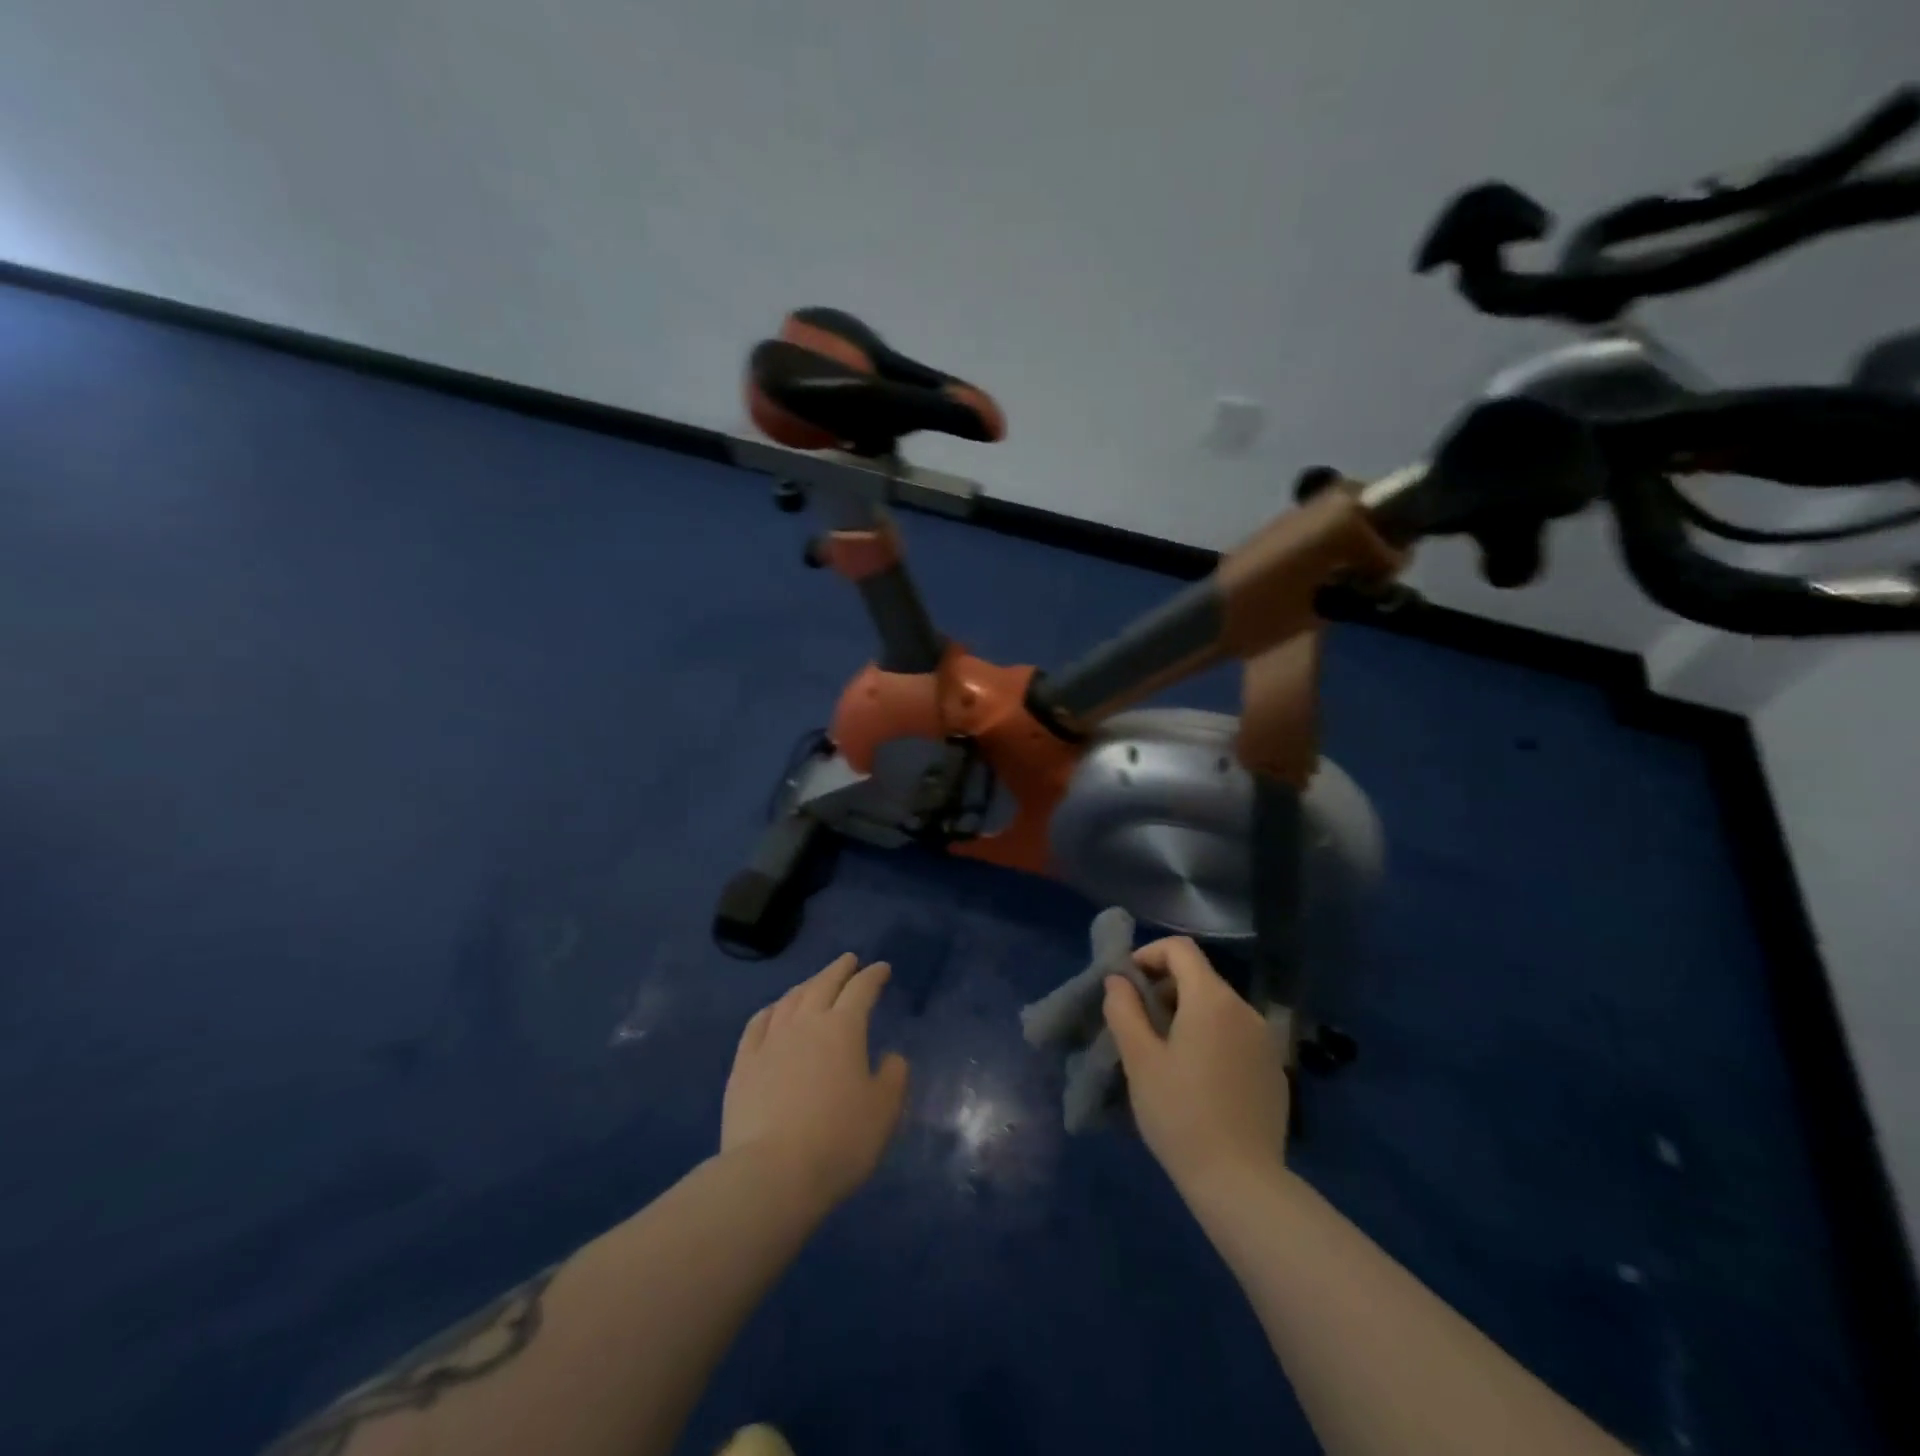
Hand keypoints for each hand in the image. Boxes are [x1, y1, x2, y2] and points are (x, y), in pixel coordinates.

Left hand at [722, 953, 909, 1209]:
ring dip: (807, 985)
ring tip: (815, 983)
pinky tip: (774, 1011)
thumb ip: (893, 1077)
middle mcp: (806, 1023)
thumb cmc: (839, 1140)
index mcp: (843, 1029)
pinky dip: (771, 1010)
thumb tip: (891, 1057)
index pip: (861, 989)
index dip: (873, 976)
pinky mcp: (744, 1065)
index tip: (882, 969)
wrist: (772, 1174)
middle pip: (823, 984)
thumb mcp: (884, 1111)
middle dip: (839, 969)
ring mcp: (770, 1042)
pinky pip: (758, 1024)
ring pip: (790, 999)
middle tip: (849, 961)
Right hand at [1103, 937, 1290, 1192]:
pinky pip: (1236, 1036)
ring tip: (1164, 1052)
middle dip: (1164, 987)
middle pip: (1200, 977)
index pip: (1181, 949)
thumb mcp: (1139, 1060)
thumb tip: (1118, 981)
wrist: (1242, 1183)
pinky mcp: (1274, 1070)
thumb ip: (1124, 1009)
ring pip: (1218, 1007)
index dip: (1148, 955)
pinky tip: (1198, 1080)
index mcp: (1211, 999)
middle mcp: (1244, 1010)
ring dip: (1187, 1014)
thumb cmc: (1181, 1114)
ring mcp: (1265, 1041)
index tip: (1127, 985)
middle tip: (1139, 1023)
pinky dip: (1211, 1038)